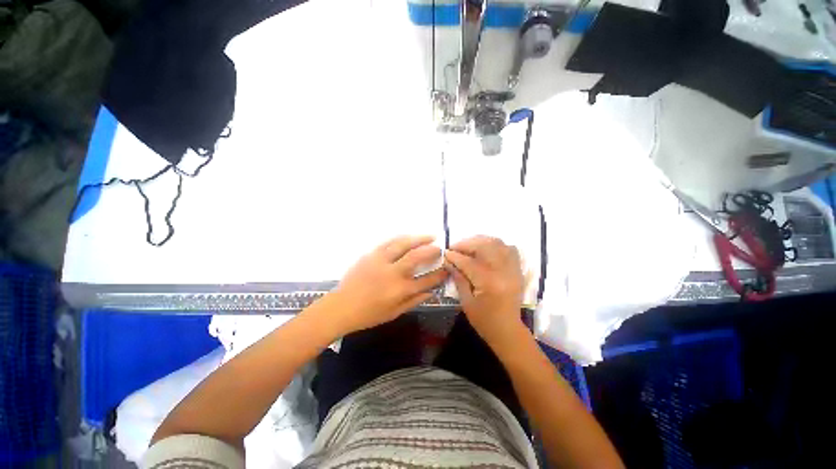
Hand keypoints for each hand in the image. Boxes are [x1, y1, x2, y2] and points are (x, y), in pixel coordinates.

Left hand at [330, 235, 447, 333]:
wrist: (341, 307)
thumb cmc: (369, 314)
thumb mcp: (395, 313)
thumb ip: (415, 301)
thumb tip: (432, 291)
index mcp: (400, 290)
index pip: (427, 280)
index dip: (440, 274)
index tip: (448, 268)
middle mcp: (392, 273)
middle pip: (417, 256)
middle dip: (432, 250)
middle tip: (440, 249)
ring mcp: (380, 261)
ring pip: (403, 244)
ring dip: (419, 238)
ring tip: (430, 236)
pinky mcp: (371, 255)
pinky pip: (389, 242)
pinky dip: (402, 238)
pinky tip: (409, 237)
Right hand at [444, 236, 527, 349]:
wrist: (508, 331)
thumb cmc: (484, 321)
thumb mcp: (466, 302)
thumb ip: (459, 279)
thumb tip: (449, 262)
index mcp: (489, 283)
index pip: (469, 262)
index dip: (455, 256)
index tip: (445, 252)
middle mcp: (503, 272)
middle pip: (484, 246)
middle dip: (467, 243)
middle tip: (455, 247)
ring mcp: (513, 269)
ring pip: (498, 244)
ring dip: (482, 241)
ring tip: (469, 245)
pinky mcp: (517, 270)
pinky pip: (510, 249)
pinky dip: (497, 245)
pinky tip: (487, 249)